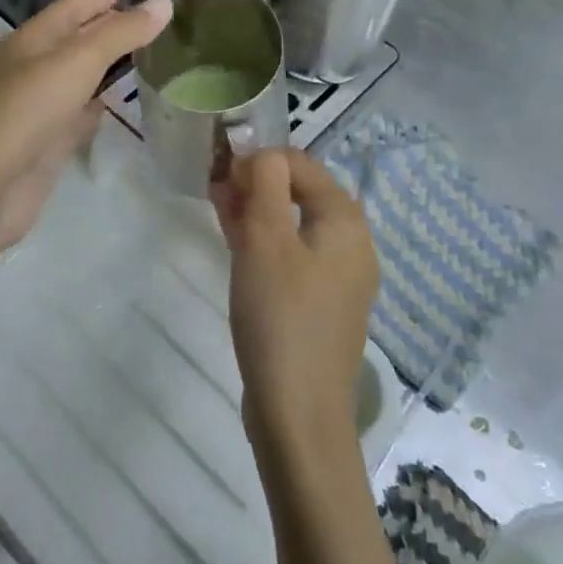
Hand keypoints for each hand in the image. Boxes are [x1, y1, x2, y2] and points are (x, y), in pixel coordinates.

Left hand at [0, 0, 171, 251]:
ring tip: (139, 58)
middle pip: (72, 42)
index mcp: (31, 41)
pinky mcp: (47, 144)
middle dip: (103, 29)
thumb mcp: (79, 59)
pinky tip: (113, 106)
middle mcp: (31, 70)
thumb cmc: (30, 108)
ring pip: (76, 80)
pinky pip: (76, 116)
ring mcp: (38, 108)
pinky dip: (94, 108)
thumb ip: (122, 32)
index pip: (68, 9)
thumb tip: (164, 3)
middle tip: (142, 21)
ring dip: (102, 69)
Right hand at [210, 149, 378, 473]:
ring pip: (290, 225)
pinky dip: (261, 241)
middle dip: (255, 182)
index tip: (221, 168)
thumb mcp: (266, 240)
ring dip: (254, 209)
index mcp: (345, 223)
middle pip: (298, 194)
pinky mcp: (315, 304)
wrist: (297, 411)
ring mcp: (334, 278)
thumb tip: (263, 152)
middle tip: (214, 183)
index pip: (301, 166)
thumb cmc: (281, 316)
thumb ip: (265, 185)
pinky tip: (232, 238)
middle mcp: (348, 245)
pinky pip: (288, 255)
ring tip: (216, 202)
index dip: (260, 159)